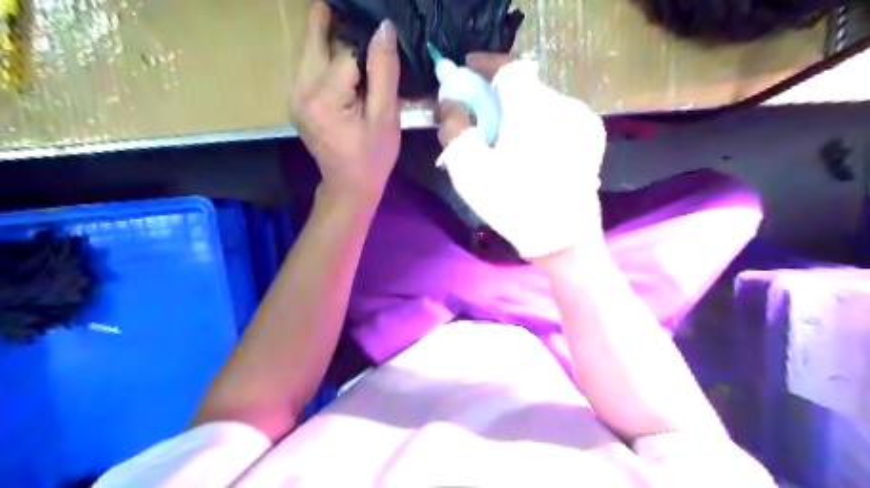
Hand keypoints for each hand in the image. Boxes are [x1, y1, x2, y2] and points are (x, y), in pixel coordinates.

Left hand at [290, 1, 401, 204]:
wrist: (349, 186)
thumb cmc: (372, 157)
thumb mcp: (385, 117)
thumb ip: (384, 72)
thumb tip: (384, 28)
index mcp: (323, 97)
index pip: (344, 50)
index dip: (364, 38)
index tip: (379, 32)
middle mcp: (300, 90)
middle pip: (316, 40)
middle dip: (335, 23)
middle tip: (357, 14)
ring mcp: (294, 95)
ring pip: (311, 50)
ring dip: (331, 37)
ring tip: (357, 34)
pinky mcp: (297, 100)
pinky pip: (310, 66)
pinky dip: (327, 56)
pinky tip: (346, 59)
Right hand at [434, 52, 605, 260]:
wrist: (565, 240)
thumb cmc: (514, 206)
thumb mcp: (470, 170)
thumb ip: (454, 128)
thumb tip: (452, 102)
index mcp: (534, 108)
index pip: (508, 66)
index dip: (484, 64)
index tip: (466, 69)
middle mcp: (564, 104)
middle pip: (523, 86)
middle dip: (496, 95)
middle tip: (478, 115)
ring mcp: (583, 121)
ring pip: (541, 102)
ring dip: (517, 110)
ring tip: (503, 140)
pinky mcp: (591, 138)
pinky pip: (556, 118)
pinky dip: (536, 123)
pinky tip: (528, 151)